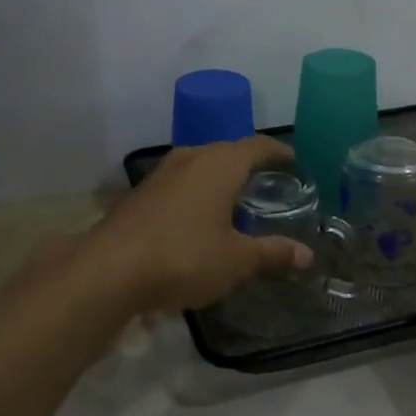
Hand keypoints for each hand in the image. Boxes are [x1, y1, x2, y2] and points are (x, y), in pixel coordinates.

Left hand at [84, 135, 313, 312]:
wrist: (109, 269)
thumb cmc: (184, 257)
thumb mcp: (237, 261)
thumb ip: (272, 254)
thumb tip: (306, 255)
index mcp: (220, 163)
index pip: (258, 146)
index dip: (279, 152)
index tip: (296, 162)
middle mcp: (191, 157)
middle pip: (228, 151)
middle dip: (250, 165)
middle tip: (271, 185)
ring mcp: (161, 173)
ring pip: (201, 165)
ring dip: (221, 178)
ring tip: (238, 201)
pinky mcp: (141, 193)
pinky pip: (181, 182)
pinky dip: (198, 192)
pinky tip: (200, 219)